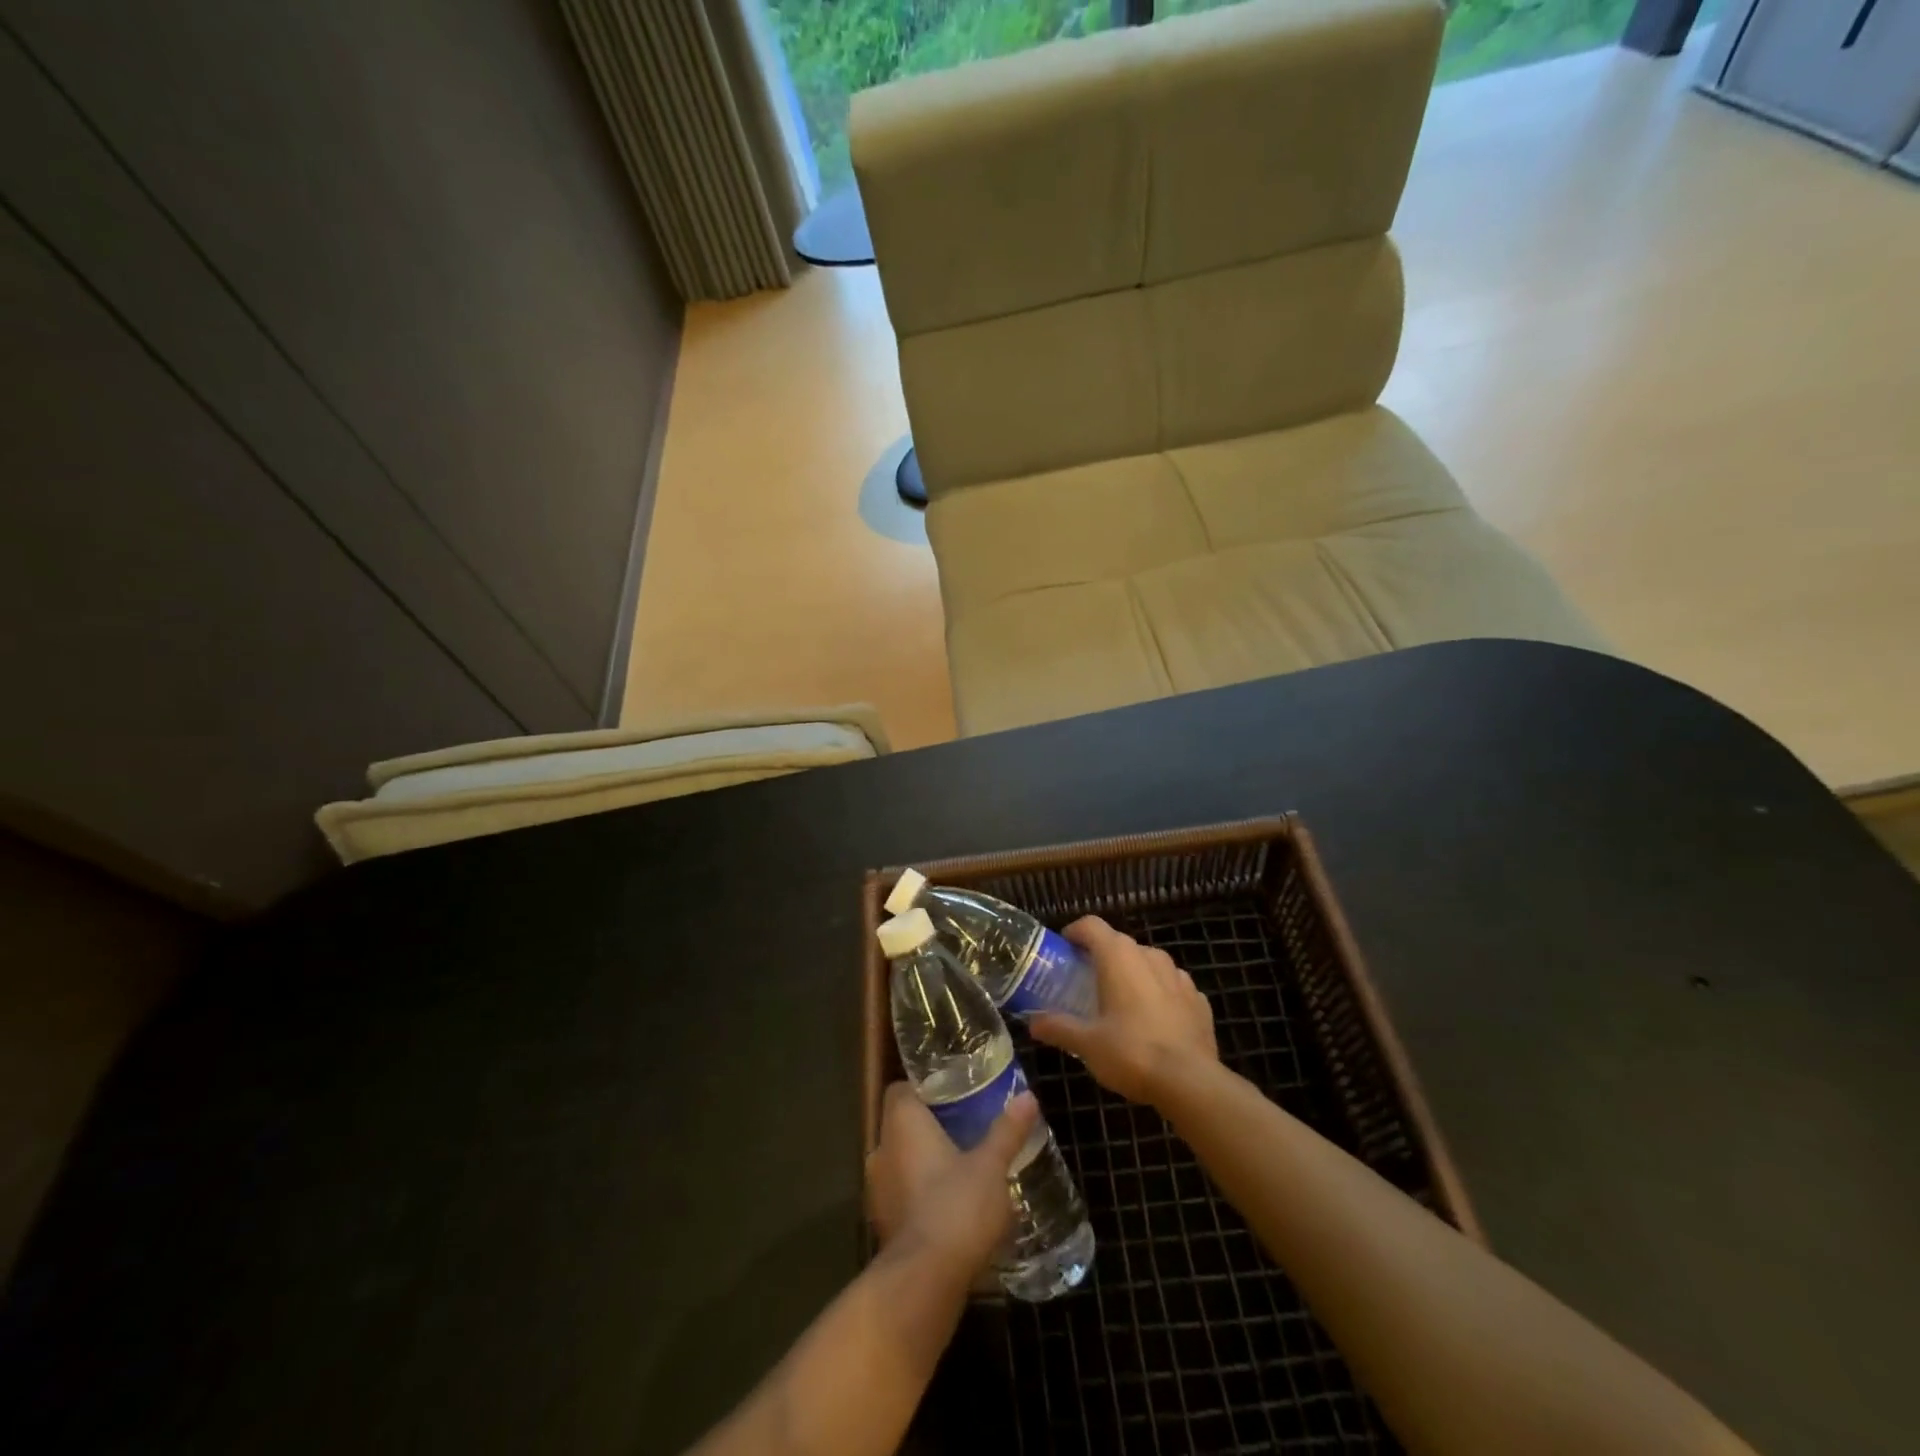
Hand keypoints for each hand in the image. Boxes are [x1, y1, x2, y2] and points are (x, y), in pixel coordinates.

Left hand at [866, 1082, 1039, 1278]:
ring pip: (901, 1162)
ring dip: (924, 1163)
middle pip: (902, 1125)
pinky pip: (902, 1195)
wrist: (925, 1282)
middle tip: (967, 1129)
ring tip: (962, 1167)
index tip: (953, 1094)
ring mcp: (878, 1191)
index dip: (924, 1089)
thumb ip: (1007, 1130)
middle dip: (930, 1127)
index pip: (901, 1090)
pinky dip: (921, 1194)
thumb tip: (1027, 1096)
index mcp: (901, 1124)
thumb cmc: (956, 1207)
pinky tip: (951, 1206)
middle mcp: (881, 1150)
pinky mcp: (883, 1225)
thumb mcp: (991, 1166)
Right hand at [1029, 915, 1217, 1107]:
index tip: (1063, 949)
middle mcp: (1149, 955)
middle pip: (1119, 944)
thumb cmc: (1131, 1053)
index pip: (1091, 926)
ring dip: (1133, 975)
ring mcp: (1179, 976)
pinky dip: (1159, 995)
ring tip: (1121, 1003)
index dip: (1074, 933)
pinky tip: (1153, 1022)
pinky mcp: (1199, 999)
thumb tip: (1033, 1023)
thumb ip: (1058, 1027)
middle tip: (1086, 983)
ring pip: (1148, 963)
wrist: (1191, 1083)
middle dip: (1101, 958)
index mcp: (1118, 956)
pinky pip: (1172, 987)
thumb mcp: (1086, 1044)